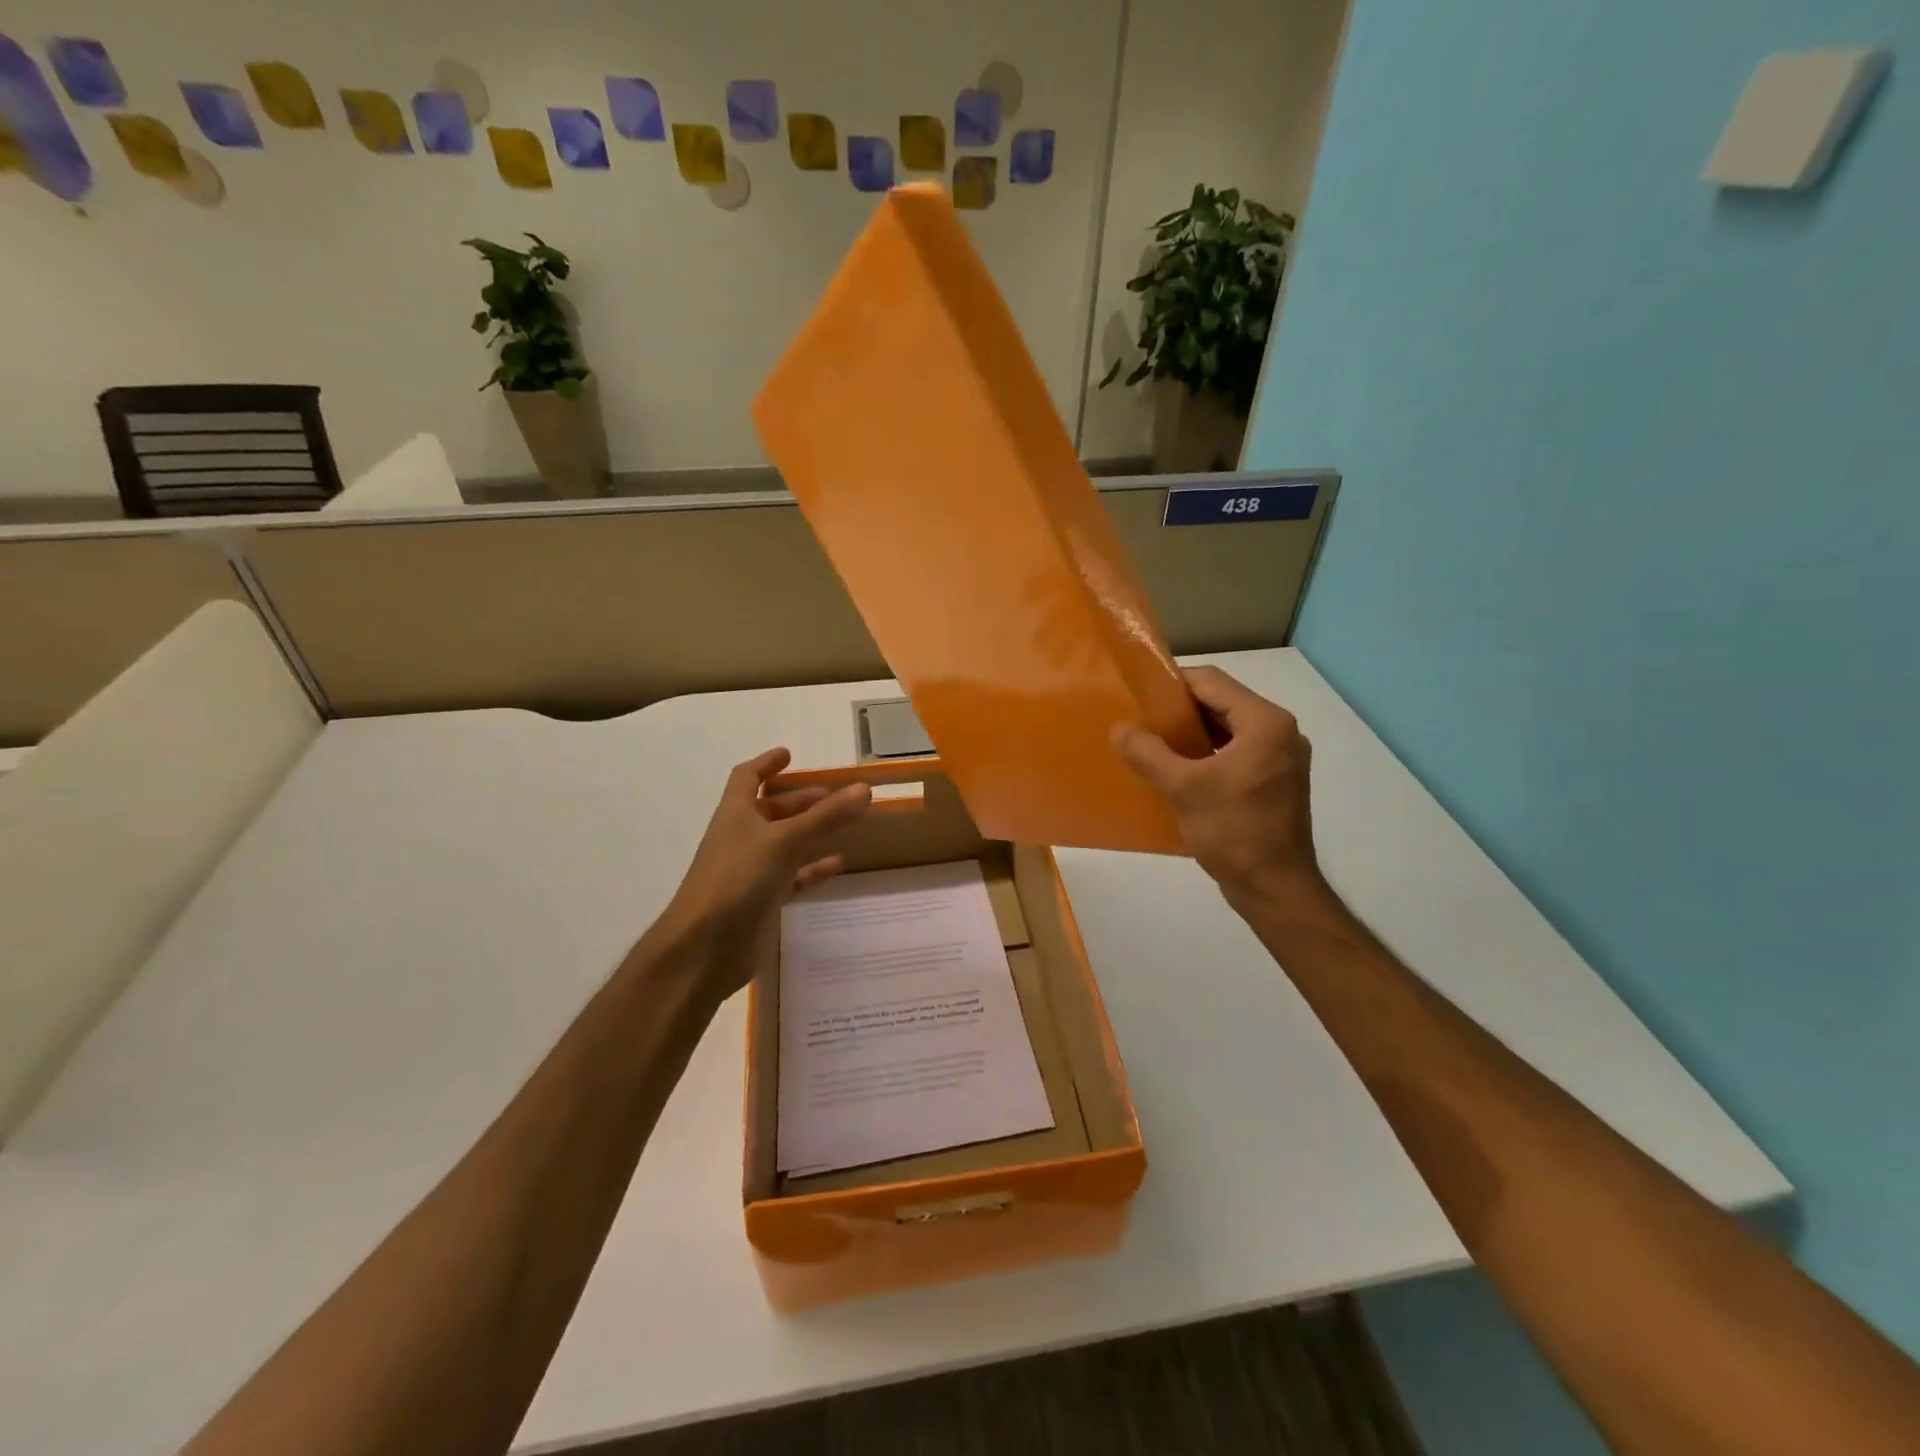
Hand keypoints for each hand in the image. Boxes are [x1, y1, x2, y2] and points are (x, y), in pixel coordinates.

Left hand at [657, 748, 871, 1002]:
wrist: (705, 948)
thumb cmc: (737, 879)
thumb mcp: (784, 841)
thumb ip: (826, 816)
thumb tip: (864, 788)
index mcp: (736, 814)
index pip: (747, 777)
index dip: (766, 763)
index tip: (789, 754)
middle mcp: (742, 837)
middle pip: (771, 810)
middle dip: (799, 800)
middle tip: (833, 795)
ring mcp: (751, 870)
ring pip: (785, 842)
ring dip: (810, 831)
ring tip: (844, 823)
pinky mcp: (762, 899)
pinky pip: (792, 876)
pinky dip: (813, 868)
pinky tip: (837, 863)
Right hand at [1113, 667, 1326, 911]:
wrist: (1276, 889)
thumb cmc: (1234, 832)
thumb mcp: (1183, 788)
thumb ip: (1148, 753)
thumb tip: (1120, 728)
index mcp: (1266, 723)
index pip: (1212, 682)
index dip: (1172, 684)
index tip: (1138, 696)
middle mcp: (1280, 732)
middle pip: (1222, 703)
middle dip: (1180, 710)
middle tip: (1141, 720)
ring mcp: (1281, 758)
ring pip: (1228, 730)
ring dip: (1192, 733)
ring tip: (1153, 744)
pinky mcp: (1276, 781)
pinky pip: (1236, 753)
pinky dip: (1207, 754)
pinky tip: (1178, 770)